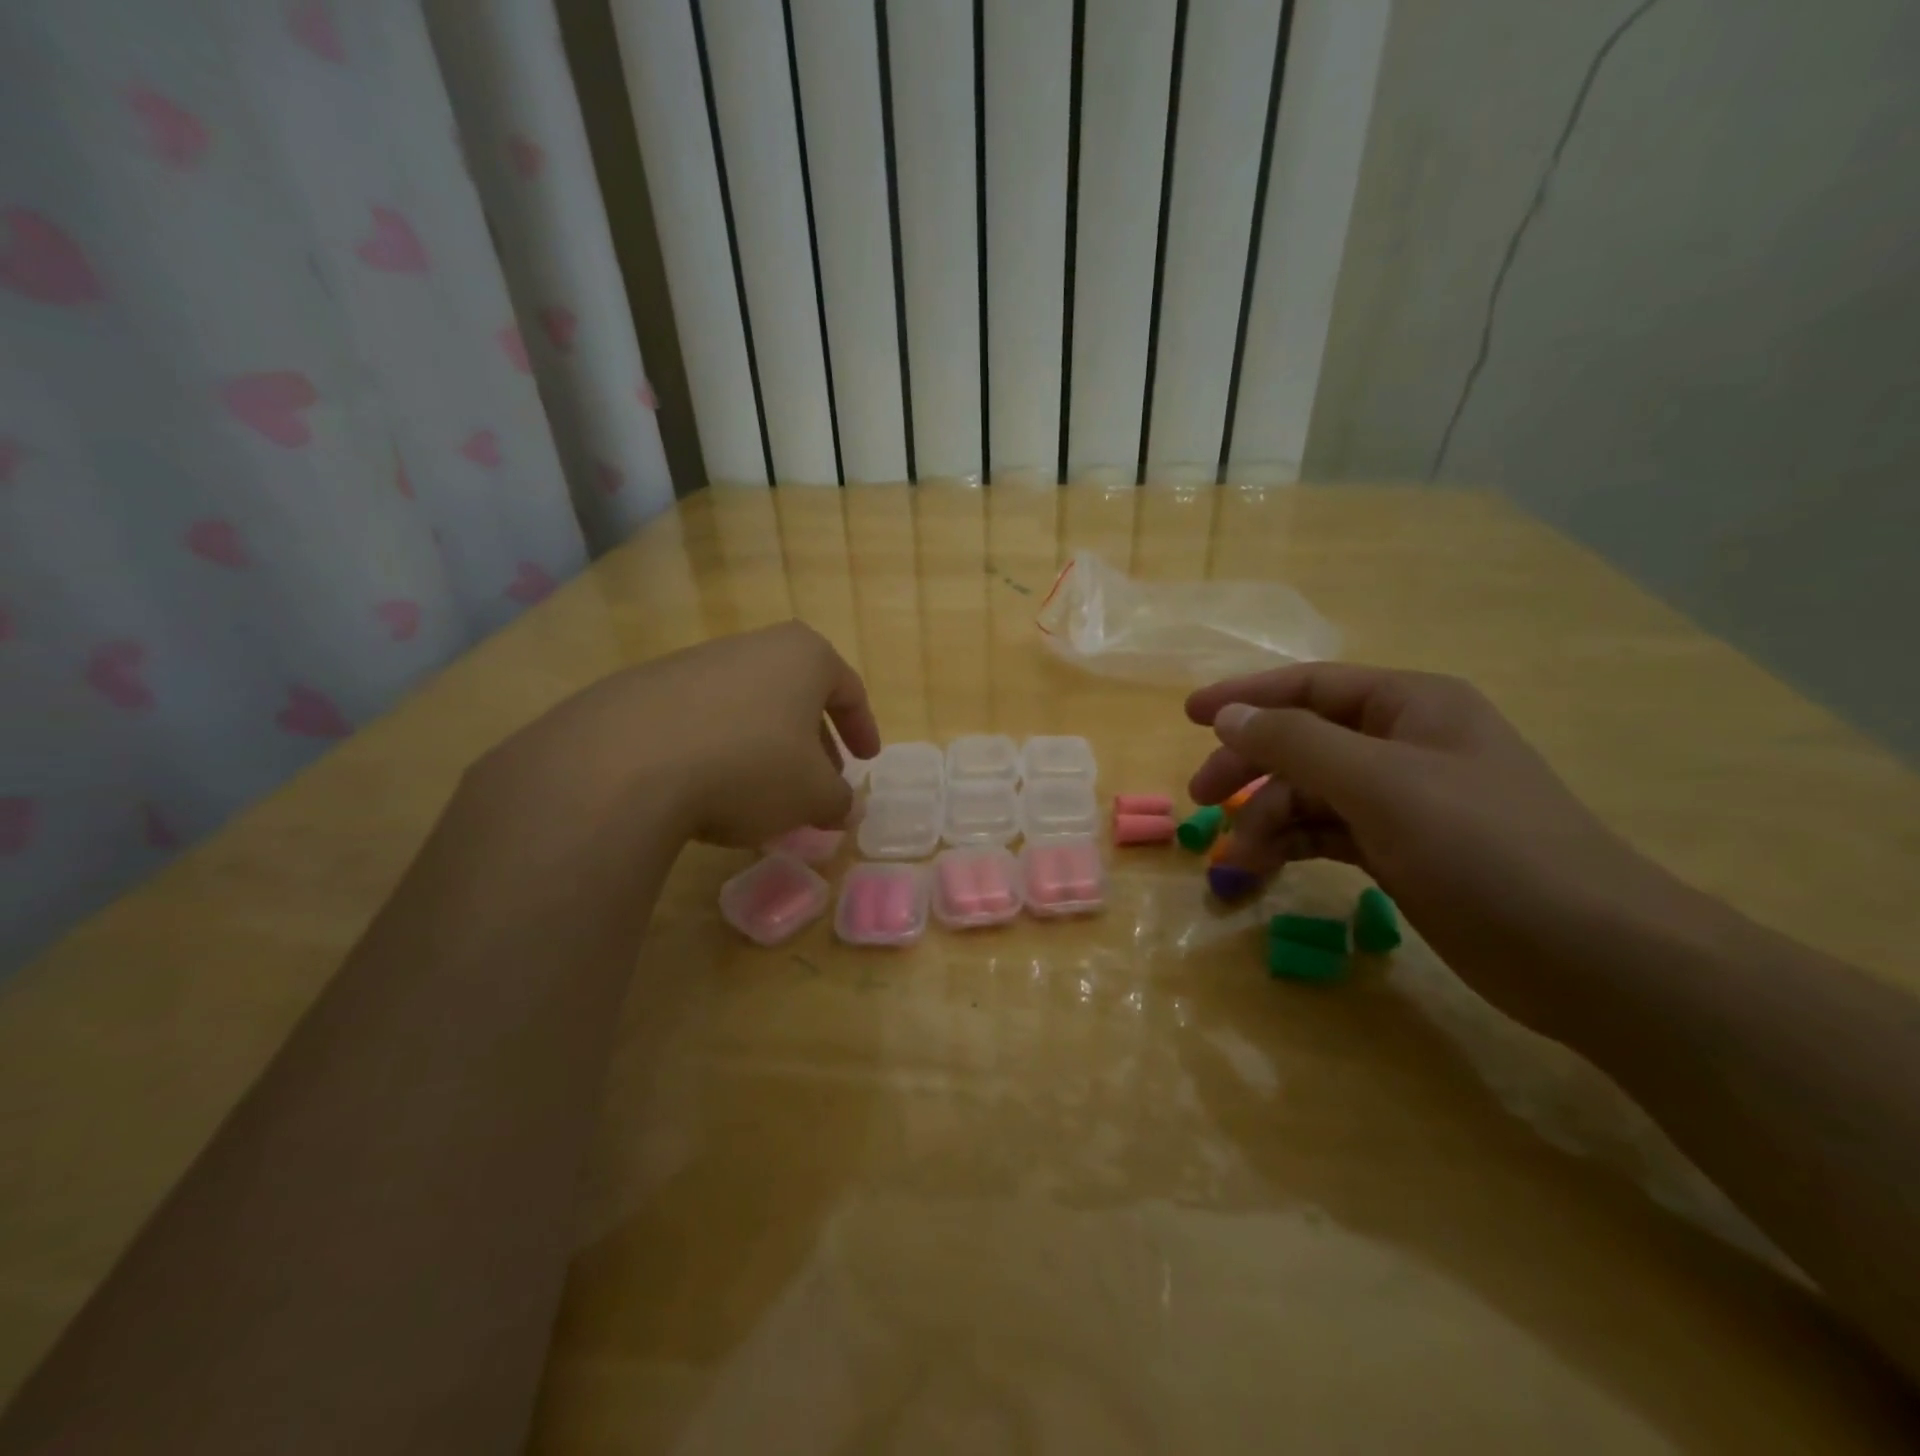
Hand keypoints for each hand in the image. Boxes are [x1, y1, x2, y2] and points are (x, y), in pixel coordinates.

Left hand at [480, 622, 880, 850]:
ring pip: (750, 707)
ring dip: (766, 749)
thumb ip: (838, 800)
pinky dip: (720, 750)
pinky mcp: (648, 688)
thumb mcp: (813, 795)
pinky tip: (711, 789)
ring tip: (765, 794)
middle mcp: (752, 647)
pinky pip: (704, 719)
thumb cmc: (751, 766)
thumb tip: (844, 808)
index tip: (867, 760)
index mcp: (803, 656)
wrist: (628, 762)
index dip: (863, 728)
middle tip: (820, 784)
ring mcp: (696, 663)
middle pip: (797, 696)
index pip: (848, 689)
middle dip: (814, 743)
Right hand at [1187, 664, 1677, 1034]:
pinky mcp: (1402, 852)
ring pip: (1312, 794)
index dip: (1247, 697)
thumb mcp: (1379, 783)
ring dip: (1267, 820)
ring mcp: (1404, 802)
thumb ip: (1295, 742)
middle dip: (1250, 768)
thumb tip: (1228, 715)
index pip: (1310, 686)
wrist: (1589, 955)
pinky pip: (1328, 833)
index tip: (1190, 715)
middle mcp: (1405, 745)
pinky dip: (1293, 845)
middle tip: (1202, 800)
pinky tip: (1265, 867)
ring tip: (1236, 861)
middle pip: (1304, 742)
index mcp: (1411, 706)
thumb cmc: (1484, 847)